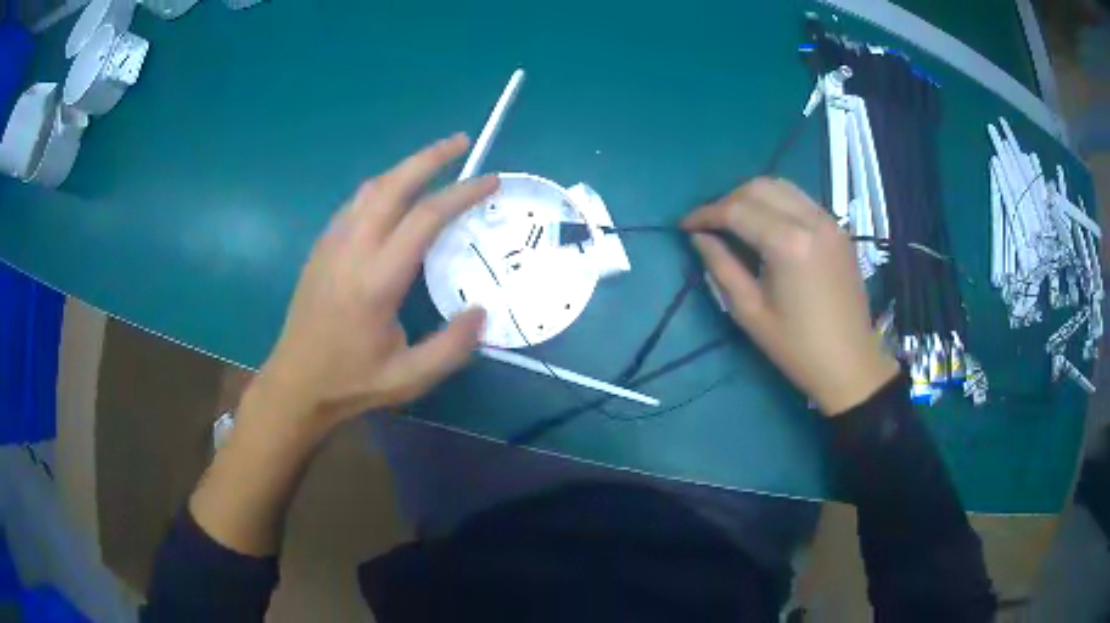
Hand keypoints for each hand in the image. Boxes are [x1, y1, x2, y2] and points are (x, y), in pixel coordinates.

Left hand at [253, 134, 496, 427]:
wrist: (295, 383)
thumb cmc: (351, 382)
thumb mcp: (408, 378)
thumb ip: (451, 347)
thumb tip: (481, 312)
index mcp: (376, 280)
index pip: (424, 218)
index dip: (461, 193)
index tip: (490, 181)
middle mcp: (352, 250)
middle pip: (392, 185)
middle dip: (429, 157)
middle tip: (461, 142)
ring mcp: (331, 245)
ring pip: (370, 189)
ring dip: (404, 169)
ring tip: (433, 162)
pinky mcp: (321, 249)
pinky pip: (354, 204)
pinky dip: (381, 188)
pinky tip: (394, 196)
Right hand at [683, 178, 898, 415]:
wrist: (850, 364)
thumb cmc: (797, 348)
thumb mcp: (750, 312)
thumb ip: (721, 267)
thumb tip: (699, 237)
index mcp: (788, 244)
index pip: (736, 210)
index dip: (705, 214)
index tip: (684, 225)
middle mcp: (811, 221)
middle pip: (758, 188)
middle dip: (727, 200)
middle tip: (710, 225)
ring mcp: (829, 221)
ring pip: (781, 187)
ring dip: (752, 197)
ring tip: (735, 221)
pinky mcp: (839, 229)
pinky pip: (801, 200)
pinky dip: (777, 203)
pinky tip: (767, 226)